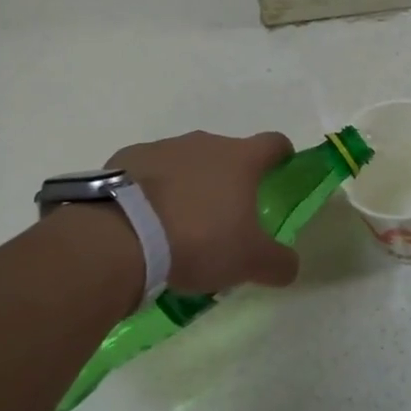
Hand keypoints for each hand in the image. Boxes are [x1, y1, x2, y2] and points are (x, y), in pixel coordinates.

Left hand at [101, 130, 300, 293]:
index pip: (274, 143)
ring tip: (179, 225)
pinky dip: (153, 191)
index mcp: (241, 159)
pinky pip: (149, 172)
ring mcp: (164, 148)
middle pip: (228, 154)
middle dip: (229, 180)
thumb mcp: (249, 261)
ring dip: (190, 185)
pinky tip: (144, 222)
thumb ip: (278, 262)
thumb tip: (289, 266)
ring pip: (187, 163)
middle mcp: (205, 143)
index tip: (280, 173)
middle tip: (225, 218)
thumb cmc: (198, 240)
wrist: (120, 236)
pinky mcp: (127, 159)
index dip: (281, 156)